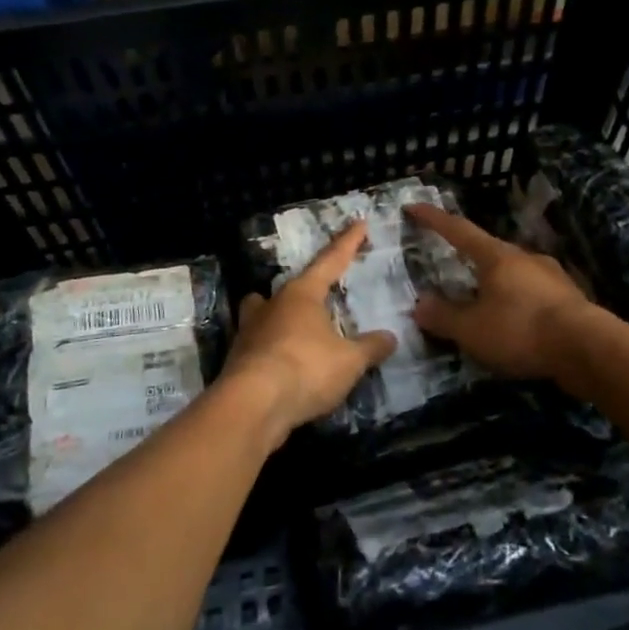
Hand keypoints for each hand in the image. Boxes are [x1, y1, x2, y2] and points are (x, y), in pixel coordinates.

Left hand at [219, 221, 396, 447]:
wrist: (251, 406)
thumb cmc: (305, 369)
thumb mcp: (349, 360)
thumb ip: (370, 347)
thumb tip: (390, 337)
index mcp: (301, 295)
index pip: (330, 261)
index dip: (347, 244)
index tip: (359, 224)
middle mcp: (272, 306)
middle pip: (287, 288)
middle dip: (303, 288)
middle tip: (316, 293)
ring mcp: (249, 333)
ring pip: (262, 313)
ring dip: (276, 317)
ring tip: (293, 329)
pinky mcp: (238, 362)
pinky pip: (259, 346)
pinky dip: (272, 351)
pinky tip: (285, 366)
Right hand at [406, 203, 594, 378]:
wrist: (588, 348)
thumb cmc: (521, 330)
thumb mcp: (472, 330)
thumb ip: (443, 316)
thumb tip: (419, 304)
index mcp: (497, 256)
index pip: (458, 230)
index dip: (434, 219)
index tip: (414, 206)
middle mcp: (525, 257)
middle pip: (490, 251)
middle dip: (469, 258)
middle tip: (452, 268)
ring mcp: (552, 276)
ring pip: (515, 274)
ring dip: (496, 284)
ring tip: (483, 303)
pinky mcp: (570, 299)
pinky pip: (533, 295)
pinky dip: (518, 304)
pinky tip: (516, 323)